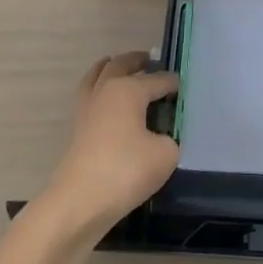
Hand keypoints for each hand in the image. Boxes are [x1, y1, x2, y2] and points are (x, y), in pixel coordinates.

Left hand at [41, 51, 180, 240]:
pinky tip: (108, 101)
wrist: (79, 202)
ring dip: (111, 68)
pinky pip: (90, 95)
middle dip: (137, 61)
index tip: (184, 87)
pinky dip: (99, 89)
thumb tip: (161, 137)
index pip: (158, 79)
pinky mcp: (77, 128)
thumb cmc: (126, 170)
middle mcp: (106, 90)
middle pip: (121, 64)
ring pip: (97, 75)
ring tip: (121, 68)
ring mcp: (87, 108)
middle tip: (150, 61)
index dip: (173, 83)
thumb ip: (170, 138)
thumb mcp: (165, 154)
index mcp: (129, 89)